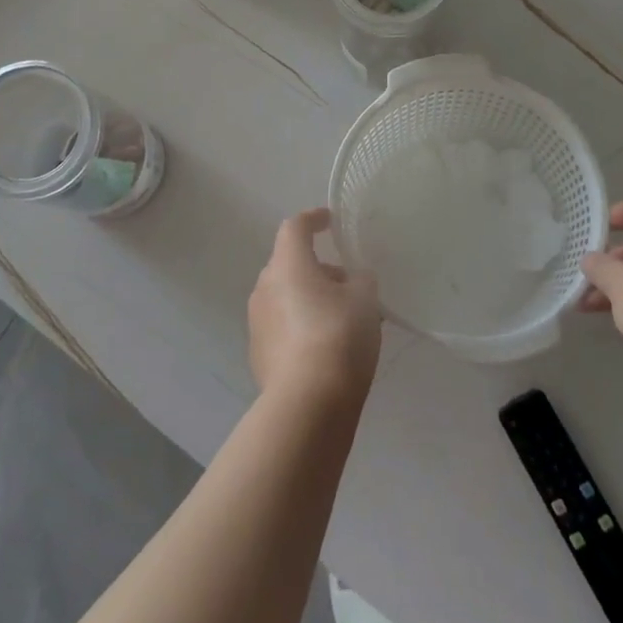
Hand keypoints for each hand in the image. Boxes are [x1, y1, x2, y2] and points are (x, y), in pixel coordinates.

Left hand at [248, 209, 382, 404]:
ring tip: (343, 319)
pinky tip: (325, 347)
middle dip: (318, 268)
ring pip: (286, 296)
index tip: (330, 221)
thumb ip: (360, 280)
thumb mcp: (365, 300)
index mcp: (288, 264)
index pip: (295, 227)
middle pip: (290, 264)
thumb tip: (353, 279)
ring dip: (310, 298)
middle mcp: (265, 286)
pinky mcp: (258, 353)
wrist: (308, 403)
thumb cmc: (339, 337)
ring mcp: (257, 321)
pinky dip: (301, 325)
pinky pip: (282, 325)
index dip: (313, 219)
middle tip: (349, 284)